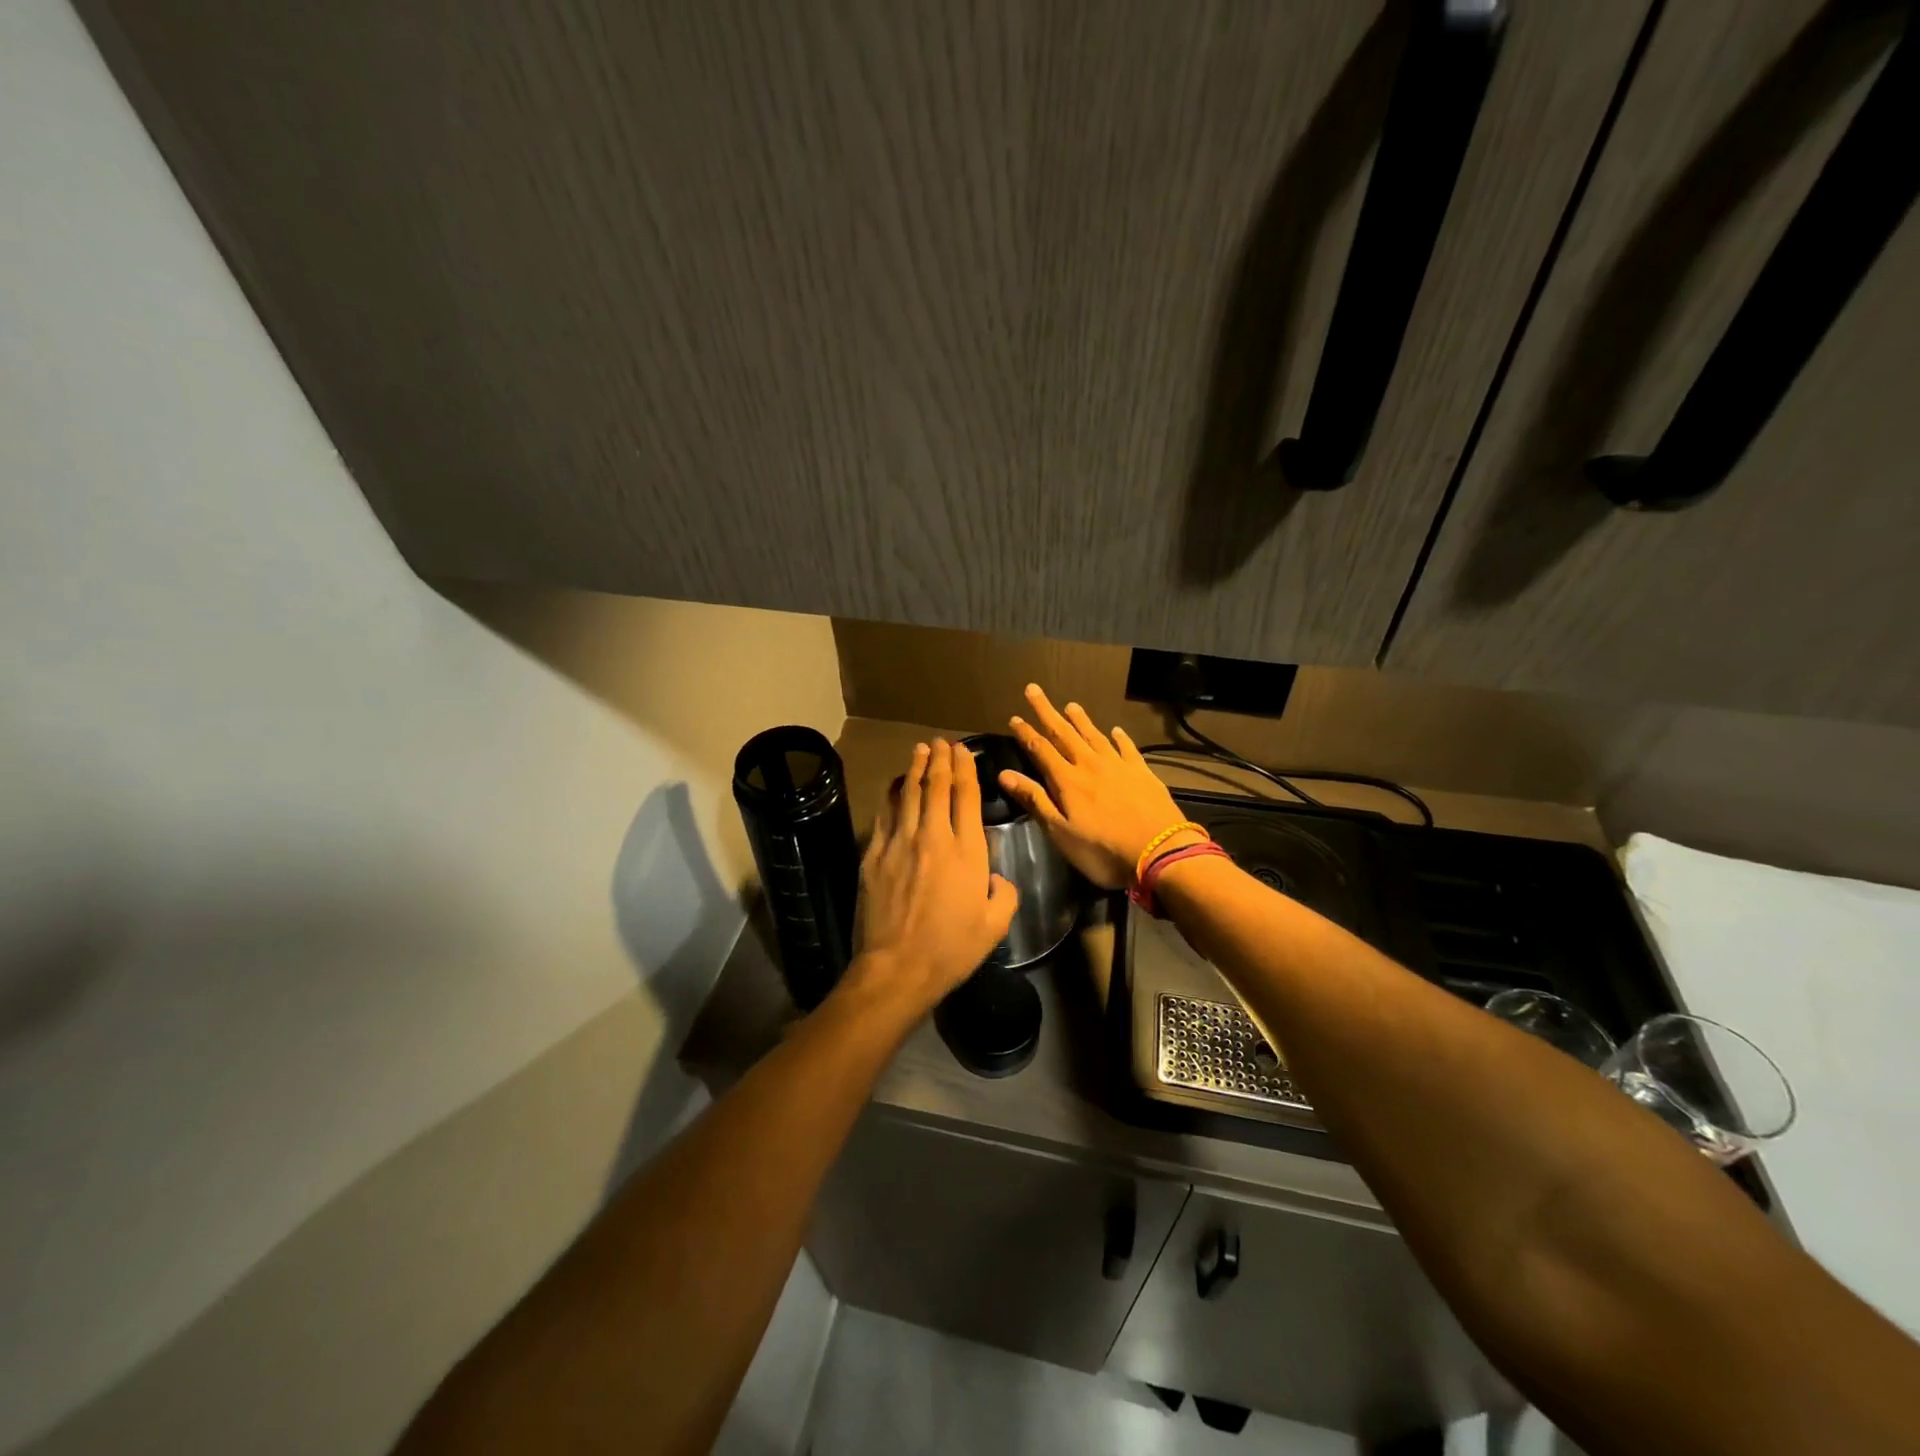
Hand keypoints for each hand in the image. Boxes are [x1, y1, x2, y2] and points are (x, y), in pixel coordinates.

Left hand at [842, 739, 1019, 1020]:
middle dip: (940, 760)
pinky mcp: (874, 855)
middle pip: (936, 787)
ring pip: (908, 794)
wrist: (897, 967)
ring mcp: (899, 843)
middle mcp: (933, 837)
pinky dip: (891, 795)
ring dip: (915, 768)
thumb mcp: (995, 925)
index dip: (965, 769)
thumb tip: (997, 877)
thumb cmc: (951, 949)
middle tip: (941, 742)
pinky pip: (884, 815)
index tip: (963, 751)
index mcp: (966, 851)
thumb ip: (1004, 893)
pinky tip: (893, 785)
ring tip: (920, 750)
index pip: (966, 797)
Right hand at [1001, 684, 1193, 889]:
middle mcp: (1090, 764)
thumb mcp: (1061, 832)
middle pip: (1064, 733)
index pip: (1041, 749)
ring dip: (1080, 720)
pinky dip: (1119, 737)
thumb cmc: (1103, 849)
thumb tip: (1004, 774)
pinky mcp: (1142, 772)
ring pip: (1095, 735)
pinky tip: (1116, 730)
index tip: (1014, 717)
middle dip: (1047, 712)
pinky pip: (1127, 748)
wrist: (1160, 852)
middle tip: (1034, 690)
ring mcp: (1119, 766)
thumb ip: (1034, 800)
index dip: (1026, 733)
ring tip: (1070, 705)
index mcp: (1067, 780)